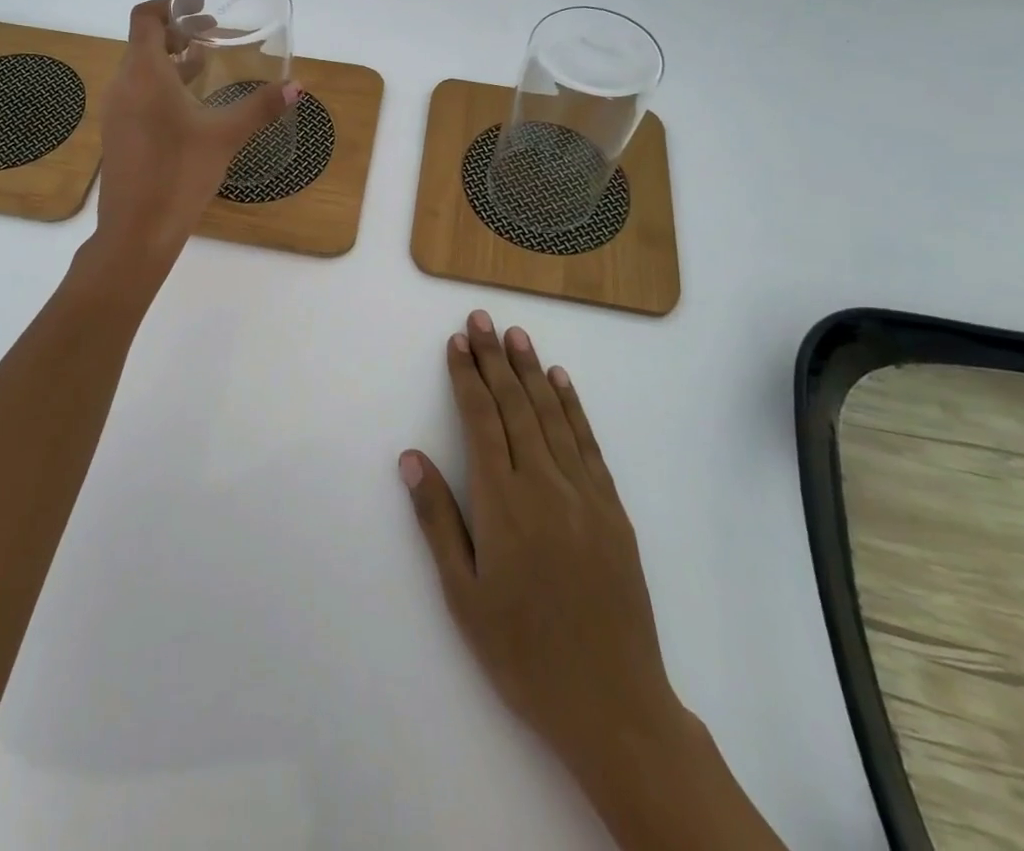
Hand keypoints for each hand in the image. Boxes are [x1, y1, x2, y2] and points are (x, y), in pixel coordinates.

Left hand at [91, 0, 298, 270]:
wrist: (137, 231)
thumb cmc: (180, 174)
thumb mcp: (225, 136)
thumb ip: (260, 107)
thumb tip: (297, 87)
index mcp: (143, 74)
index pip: (145, 17)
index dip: (171, 3)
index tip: (200, 4)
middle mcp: (122, 85)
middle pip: (143, 41)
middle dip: (178, 31)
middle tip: (213, 31)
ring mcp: (116, 111)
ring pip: (141, 68)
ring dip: (171, 58)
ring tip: (205, 60)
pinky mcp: (118, 133)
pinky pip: (138, 92)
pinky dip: (162, 83)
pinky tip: (190, 102)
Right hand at [400, 314, 788, 849]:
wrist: (612, 704)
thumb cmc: (523, 653)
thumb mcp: (463, 595)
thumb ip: (437, 520)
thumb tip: (411, 457)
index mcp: (503, 503)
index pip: (480, 421)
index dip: (466, 378)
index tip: (457, 343)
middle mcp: (544, 484)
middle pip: (515, 407)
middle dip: (494, 359)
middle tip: (481, 320)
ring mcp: (584, 494)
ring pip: (553, 416)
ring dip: (532, 371)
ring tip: (516, 336)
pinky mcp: (612, 509)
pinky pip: (589, 444)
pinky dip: (574, 407)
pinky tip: (562, 381)